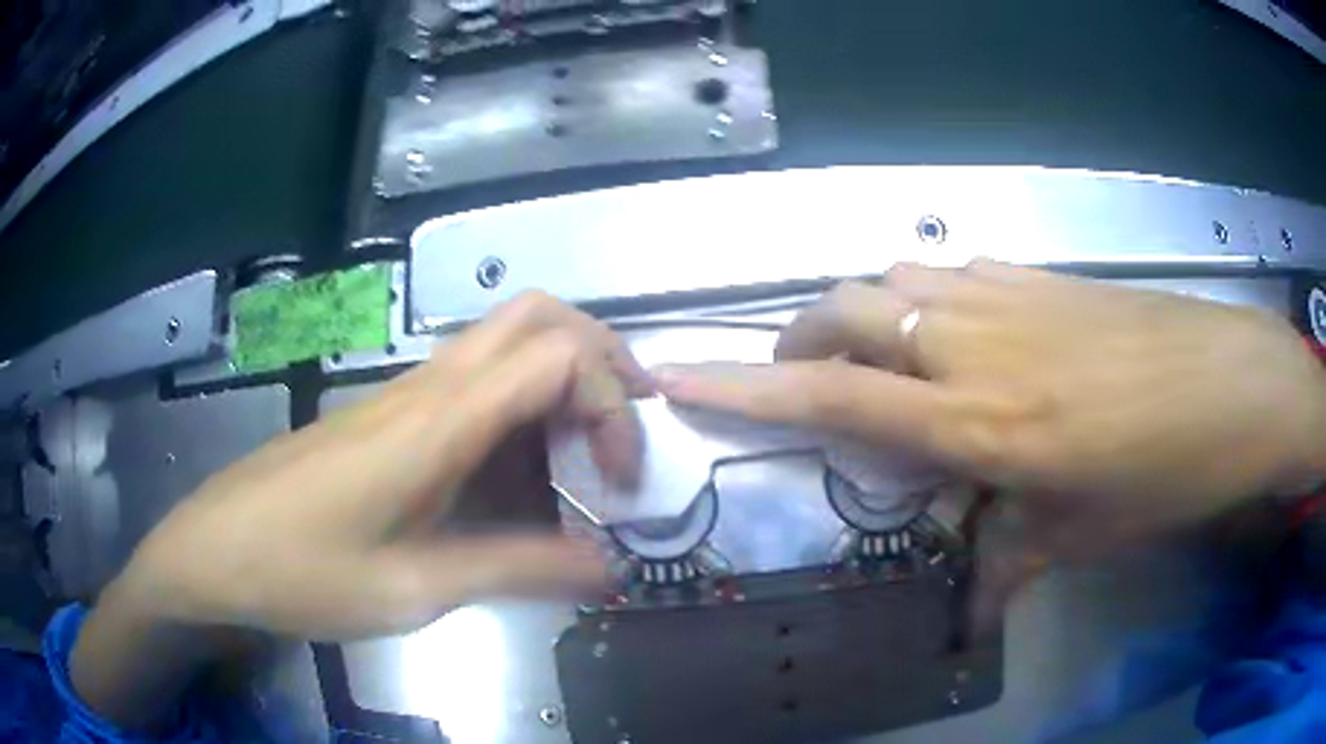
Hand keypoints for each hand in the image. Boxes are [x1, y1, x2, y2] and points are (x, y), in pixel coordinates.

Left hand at [105, 291, 647, 640]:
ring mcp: (406, 395)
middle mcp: (428, 388)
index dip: (610, 405)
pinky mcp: (390, 416)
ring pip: (507, 340)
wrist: (218, 549)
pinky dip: (523, 407)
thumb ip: (515, 570)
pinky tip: (519, 476)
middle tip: (629, 425)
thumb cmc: (303, 571)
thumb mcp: (413, 588)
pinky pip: (475, 383)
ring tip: (587, 455)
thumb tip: (607, 569)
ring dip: (564, 379)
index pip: (557, 357)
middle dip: (602, 357)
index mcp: (437, 422)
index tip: (618, 480)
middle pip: (537, 317)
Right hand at [654, 262, 1325, 603]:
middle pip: (849, 309)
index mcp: (985, 426)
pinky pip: (955, 272)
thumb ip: (1014, 558)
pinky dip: (928, 297)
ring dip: (865, 313)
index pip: (834, 398)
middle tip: (806, 379)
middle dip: (802, 337)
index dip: (745, 386)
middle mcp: (981, 348)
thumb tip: (973, 604)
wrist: (1237, 385)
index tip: (681, 375)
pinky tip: (958, 333)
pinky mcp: (1045, 276)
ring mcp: (1013, 298)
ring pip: (896, 278)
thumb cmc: (1168, 472)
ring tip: (881, 358)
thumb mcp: (1085, 535)